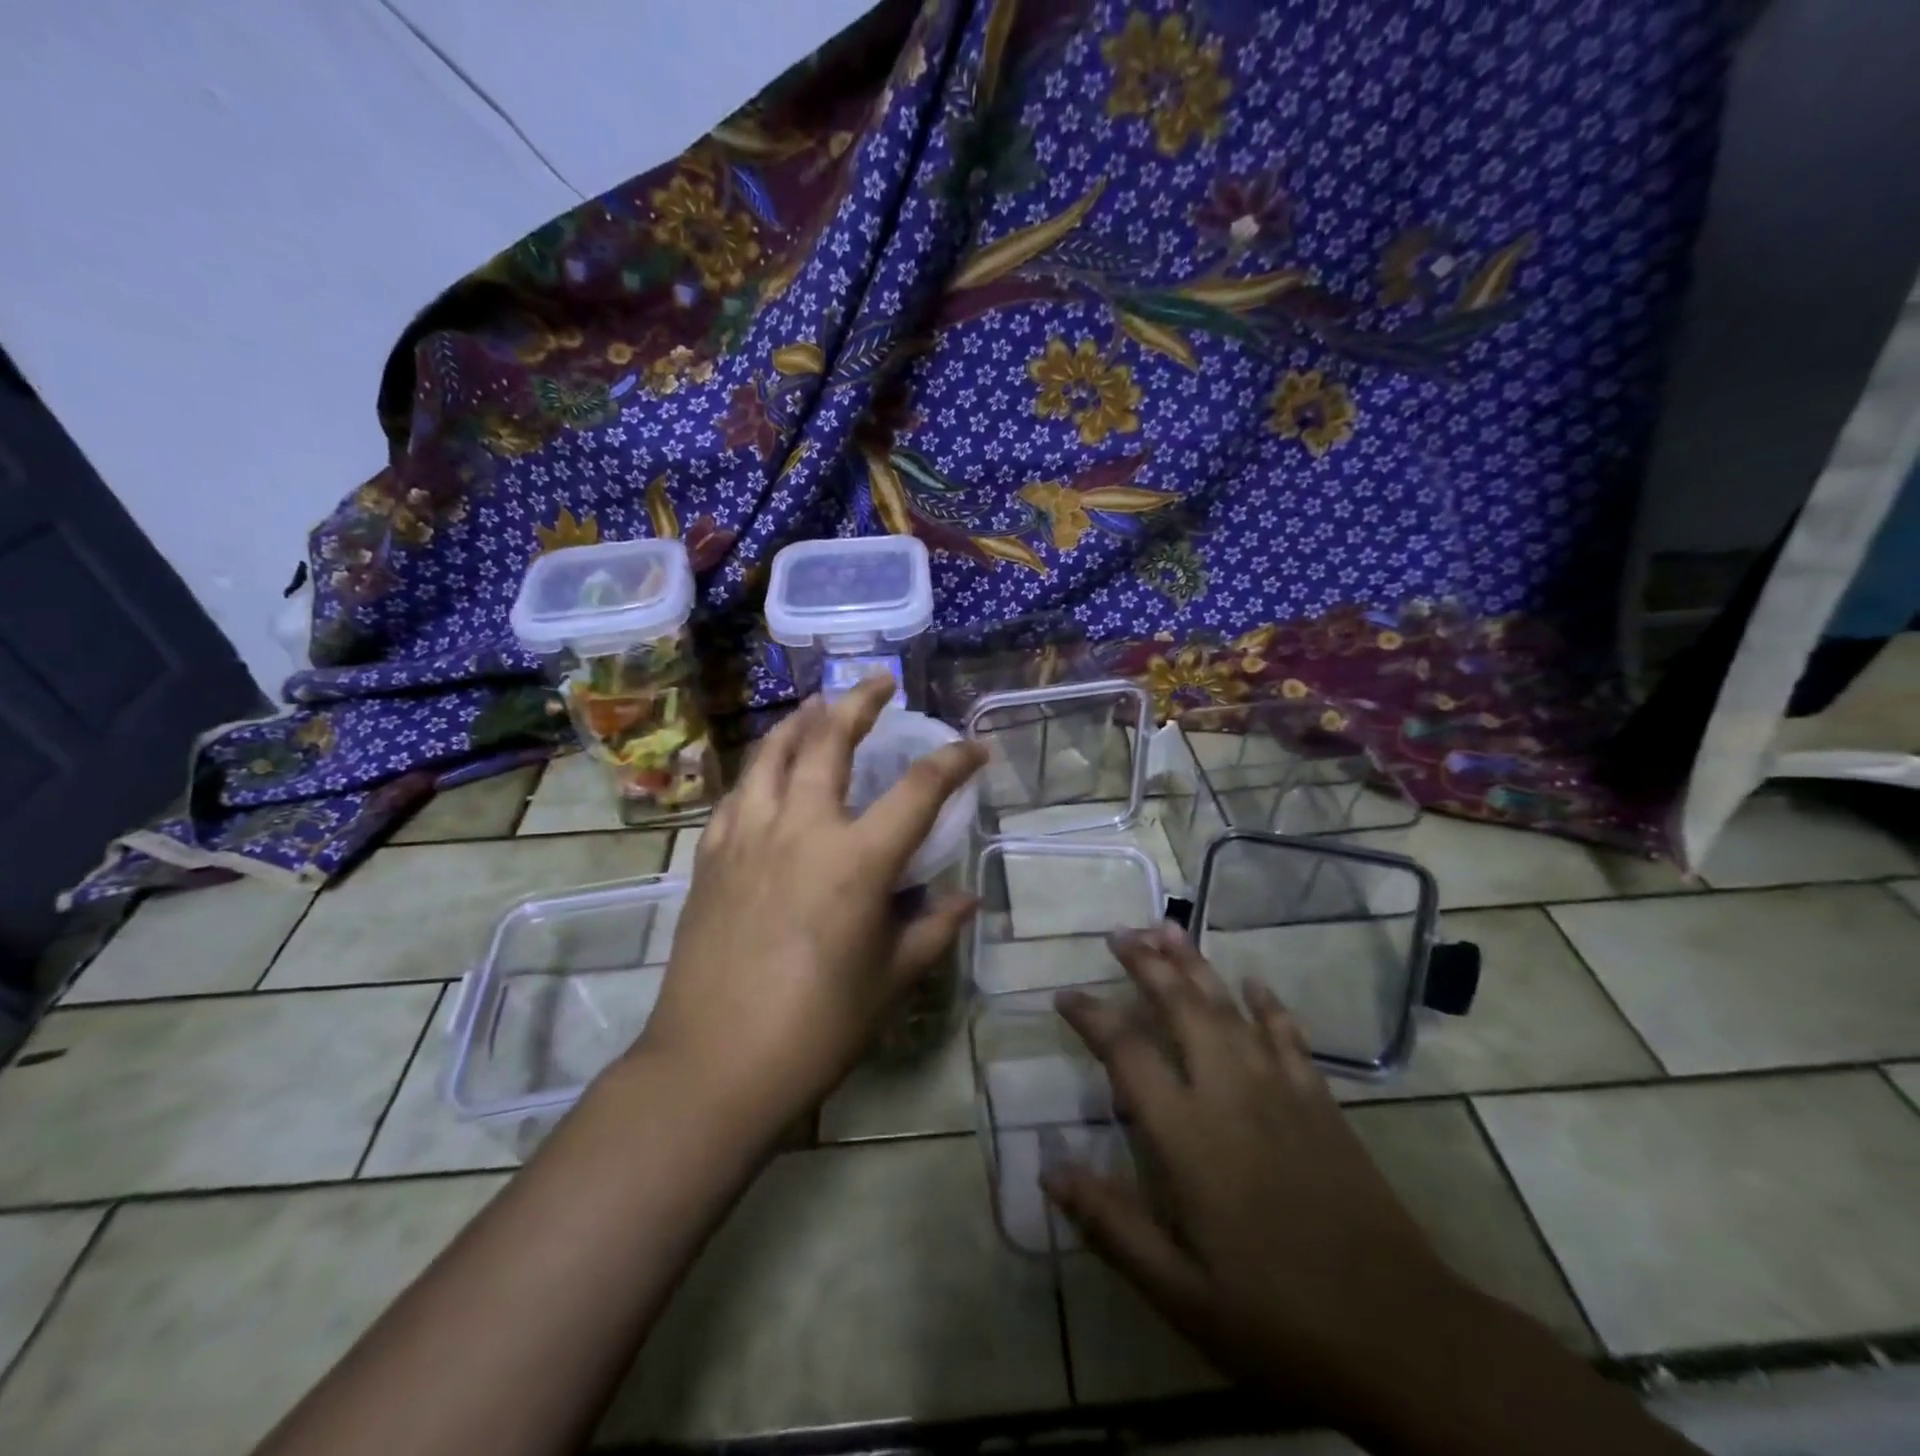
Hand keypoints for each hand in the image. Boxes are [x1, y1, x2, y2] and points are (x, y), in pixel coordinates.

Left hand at [636, 676, 985, 1134]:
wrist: (713, 1066)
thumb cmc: (816, 1028)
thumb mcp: (889, 981)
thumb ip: (932, 930)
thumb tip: (965, 899)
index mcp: (856, 860)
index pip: (919, 789)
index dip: (954, 761)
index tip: (975, 748)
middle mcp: (802, 830)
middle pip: (830, 741)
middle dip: (859, 702)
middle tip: (879, 683)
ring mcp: (748, 837)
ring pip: (772, 754)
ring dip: (800, 721)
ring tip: (817, 706)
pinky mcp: (711, 857)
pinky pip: (738, 794)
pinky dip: (760, 770)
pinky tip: (767, 773)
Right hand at [1044, 925, 1469, 1416]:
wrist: (1405, 1337)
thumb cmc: (1279, 1319)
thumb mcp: (1181, 1294)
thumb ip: (1112, 1225)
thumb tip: (1049, 1171)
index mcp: (1188, 1135)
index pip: (1127, 1053)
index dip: (1092, 1017)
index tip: (1065, 994)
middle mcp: (1230, 1093)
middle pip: (1181, 1007)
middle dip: (1147, 964)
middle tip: (1120, 933)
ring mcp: (1281, 1091)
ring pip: (1230, 1007)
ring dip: (1196, 965)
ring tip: (1169, 930)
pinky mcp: (1322, 1103)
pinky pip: (1288, 1036)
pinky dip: (1268, 1005)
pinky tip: (1254, 983)